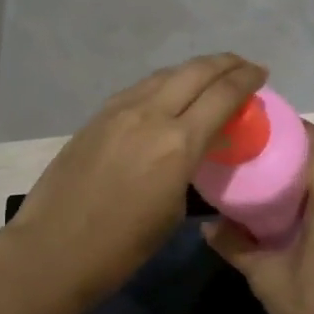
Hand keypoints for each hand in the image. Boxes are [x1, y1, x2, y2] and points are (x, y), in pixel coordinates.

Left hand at [8, 54, 267, 313]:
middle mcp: (150, 114)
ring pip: (165, 75)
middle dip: (225, 64)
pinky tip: (168, 95)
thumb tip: (195, 152)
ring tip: (210, 77)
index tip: (261, 75)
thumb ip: (191, 169)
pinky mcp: (97, 117)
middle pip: (196, 71)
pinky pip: (140, 89)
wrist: (52, 250)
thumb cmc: (121, 248)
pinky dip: (164, 84)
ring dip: (193, 71)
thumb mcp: (173, 211)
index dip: (246, 80)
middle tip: (244, 67)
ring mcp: (119, 111)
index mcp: (178, 143)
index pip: (222, 95)